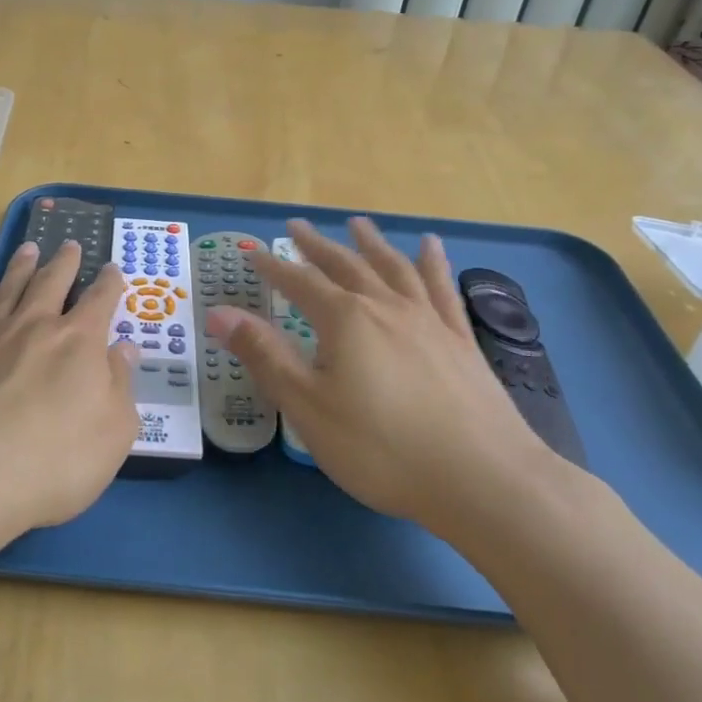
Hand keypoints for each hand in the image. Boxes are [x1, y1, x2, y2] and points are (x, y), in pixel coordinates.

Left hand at [0, 239, 138, 567]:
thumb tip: (124, 348)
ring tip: (29, 249)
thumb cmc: (51, 463)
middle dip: (65, 262)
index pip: (100, 301)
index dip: (109, 282)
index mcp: (79, 343)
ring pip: (10, 288)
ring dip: (22, 267)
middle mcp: (34, 327)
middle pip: (52, 282)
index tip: (112, 267)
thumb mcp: (112, 434)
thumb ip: (120, 386)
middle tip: (70, 244)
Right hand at [206, 217, 556, 532]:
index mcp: (345, 320)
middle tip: (297, 226)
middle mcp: (386, 307)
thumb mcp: (308, 407)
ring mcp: (428, 320)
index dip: (273, 267)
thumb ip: (265, 356)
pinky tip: (431, 246)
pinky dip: (433, 262)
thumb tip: (220, 313)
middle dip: (317, 246)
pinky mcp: (460, 340)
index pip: (299, 283)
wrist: (482, 478)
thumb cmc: (382, 448)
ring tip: (358, 223)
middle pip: (345, 266)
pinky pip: (442, 288)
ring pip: (393, 267)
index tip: (252, 253)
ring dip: (371, 243)